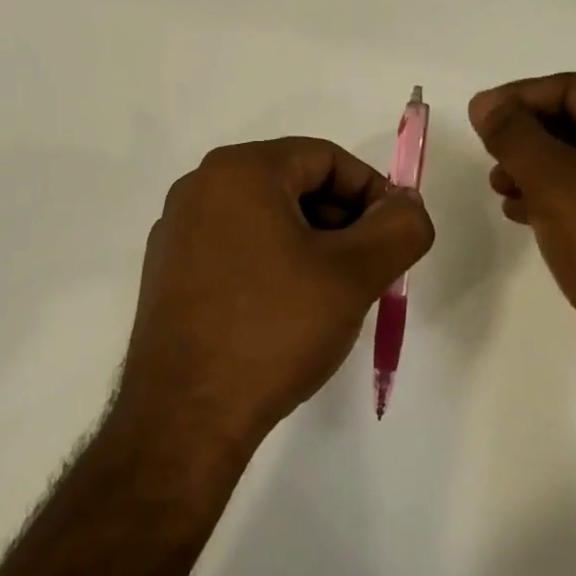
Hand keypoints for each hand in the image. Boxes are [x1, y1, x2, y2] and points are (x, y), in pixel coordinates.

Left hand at [113, 138, 434, 467]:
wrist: (185, 417)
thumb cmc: (273, 330)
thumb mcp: (354, 275)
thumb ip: (399, 228)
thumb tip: (407, 205)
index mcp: (240, 170)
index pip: (326, 158)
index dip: (372, 193)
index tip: (393, 239)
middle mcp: (200, 187)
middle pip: (294, 184)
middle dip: (342, 221)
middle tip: (368, 271)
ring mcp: (177, 230)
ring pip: (265, 218)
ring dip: (310, 245)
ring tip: (331, 297)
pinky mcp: (167, 271)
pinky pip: (235, 246)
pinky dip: (272, 263)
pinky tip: (286, 313)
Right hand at [469, 73, 575, 404]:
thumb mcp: (554, 181)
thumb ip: (514, 134)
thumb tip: (486, 103)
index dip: (520, 98)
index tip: (477, 116)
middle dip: (530, 138)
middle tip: (489, 154)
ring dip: (539, 169)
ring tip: (500, 188)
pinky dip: (561, 197)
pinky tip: (524, 213)